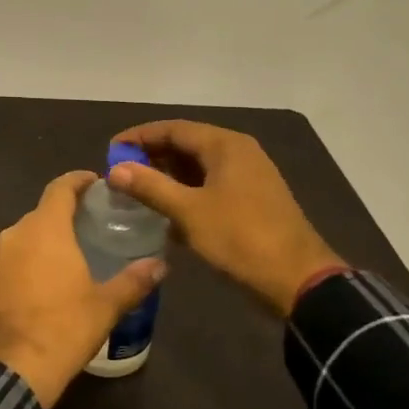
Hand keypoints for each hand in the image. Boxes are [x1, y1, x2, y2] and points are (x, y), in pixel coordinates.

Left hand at [0, 171, 164, 408]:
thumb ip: (134, 280)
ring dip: (46, 240)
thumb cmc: (64, 328)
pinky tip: (45, 282)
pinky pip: (12, 259)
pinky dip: (29, 261)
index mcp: (45, 228)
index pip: (60, 188)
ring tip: (72, 254)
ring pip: (25, 236)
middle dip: (66, 214)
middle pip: (43, 212)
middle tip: (92, 225)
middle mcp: (16, 233)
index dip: (78, 181)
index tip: (95, 182)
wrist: (12, 368)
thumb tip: (160, 265)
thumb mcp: (106, 305)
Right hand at [109, 120, 343, 317]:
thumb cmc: (241, 238)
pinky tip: (166, 213)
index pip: (173, 128)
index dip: (139, 137)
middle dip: (152, 156)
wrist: (298, 280)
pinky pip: (210, 186)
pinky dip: (186, 193)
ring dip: (168, 176)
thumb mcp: (189, 212)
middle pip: (186, 144)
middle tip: (121, 173)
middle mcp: (238, 152)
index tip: (111, 151)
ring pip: (198, 167)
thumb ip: (150, 186)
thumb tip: (115, 170)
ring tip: (137, 192)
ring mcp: (248, 177)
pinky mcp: (252, 200)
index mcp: (225, 145)